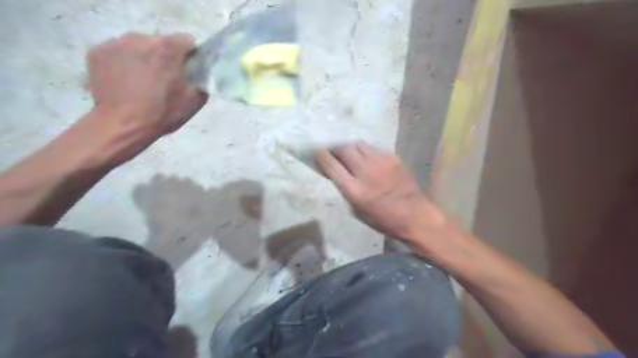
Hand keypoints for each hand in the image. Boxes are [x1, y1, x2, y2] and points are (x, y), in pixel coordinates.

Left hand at [84, 32, 206, 149]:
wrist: (123, 125)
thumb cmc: (162, 113)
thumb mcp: (194, 101)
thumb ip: (202, 81)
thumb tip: (200, 74)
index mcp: (168, 48)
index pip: (187, 41)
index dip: (191, 56)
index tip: (188, 70)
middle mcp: (141, 38)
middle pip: (161, 42)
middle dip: (166, 56)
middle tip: (165, 79)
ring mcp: (115, 43)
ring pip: (138, 45)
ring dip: (144, 58)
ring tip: (143, 81)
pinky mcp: (97, 52)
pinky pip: (118, 52)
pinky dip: (124, 63)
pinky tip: (126, 82)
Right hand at [314, 144, 444, 241]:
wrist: (415, 216)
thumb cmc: (383, 219)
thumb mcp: (357, 210)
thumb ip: (345, 189)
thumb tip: (335, 173)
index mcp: (354, 189)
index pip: (331, 165)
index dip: (320, 155)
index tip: (315, 150)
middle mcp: (365, 171)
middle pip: (343, 149)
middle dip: (334, 146)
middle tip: (331, 149)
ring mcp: (380, 162)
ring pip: (358, 144)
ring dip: (349, 147)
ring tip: (348, 151)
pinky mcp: (392, 158)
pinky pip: (373, 148)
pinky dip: (365, 151)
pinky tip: (366, 157)